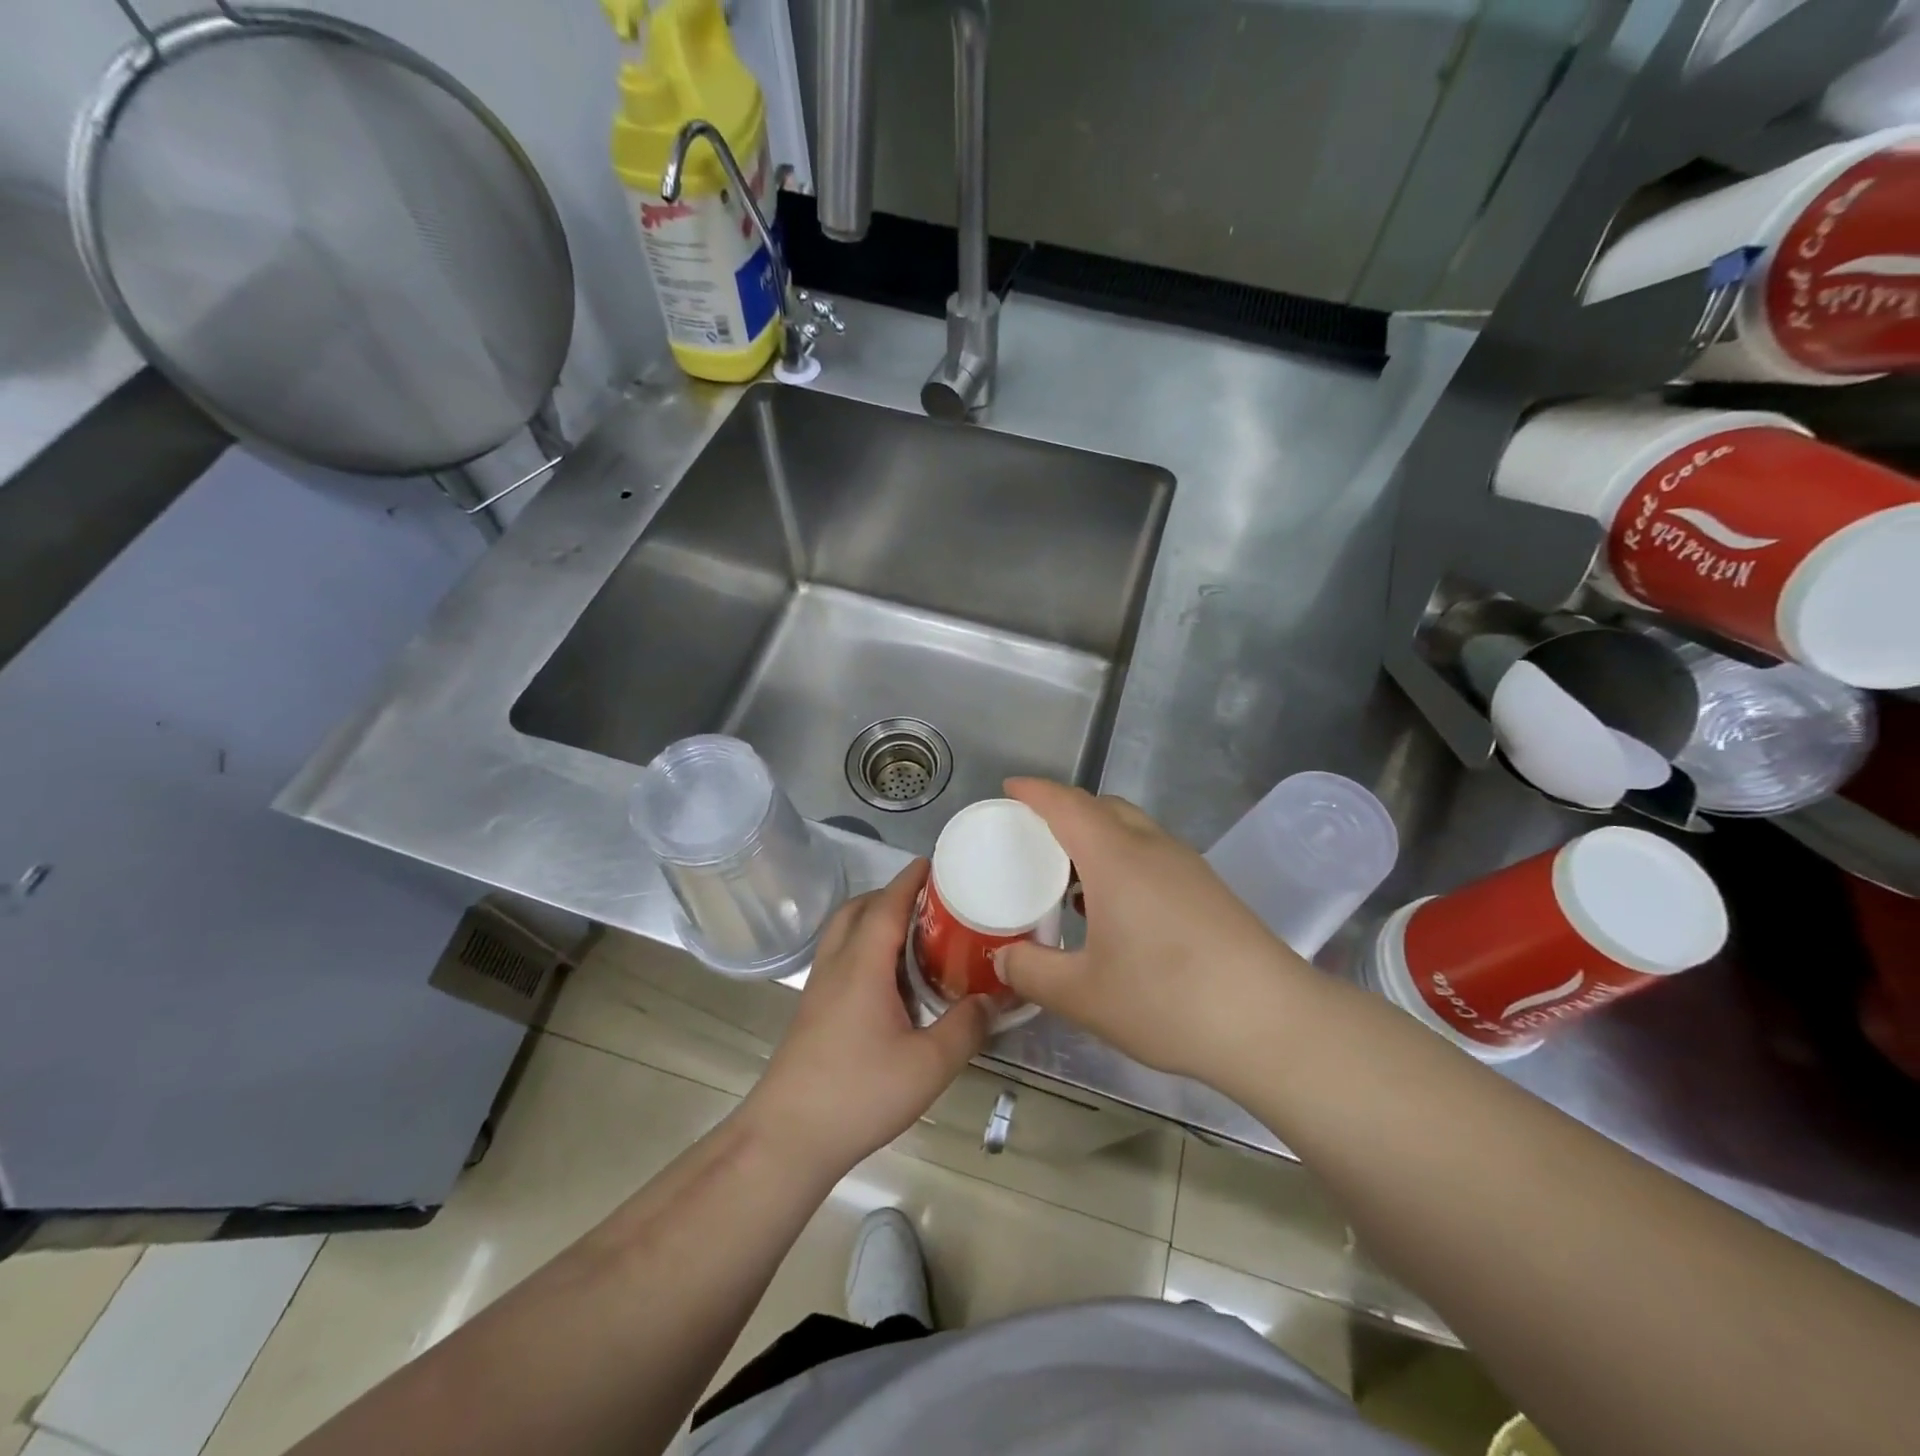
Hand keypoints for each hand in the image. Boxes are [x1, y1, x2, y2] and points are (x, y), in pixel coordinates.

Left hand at [742, 860, 991, 1176]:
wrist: (787, 1138)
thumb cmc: (858, 1093)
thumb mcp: (928, 1065)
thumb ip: (966, 1028)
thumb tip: (994, 1000)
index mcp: (862, 965)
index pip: (886, 904)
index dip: (910, 879)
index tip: (936, 862)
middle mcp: (836, 965)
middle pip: (858, 909)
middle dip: (891, 894)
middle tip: (930, 902)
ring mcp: (819, 988)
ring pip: (844, 933)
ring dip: (874, 920)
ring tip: (915, 937)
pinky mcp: (813, 1011)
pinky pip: (841, 959)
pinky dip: (865, 948)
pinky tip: (891, 982)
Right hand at [996, 778, 1310, 1081]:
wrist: (1272, 1022)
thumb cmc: (1168, 1000)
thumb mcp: (1083, 995)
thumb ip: (1033, 973)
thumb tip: (1004, 959)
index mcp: (1115, 858)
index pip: (1067, 804)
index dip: (1035, 791)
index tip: (1010, 788)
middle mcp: (1152, 847)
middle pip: (1102, 808)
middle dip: (1065, 811)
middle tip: (1034, 838)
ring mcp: (1187, 866)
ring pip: (1132, 829)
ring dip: (1097, 837)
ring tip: (1069, 877)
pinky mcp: (1209, 889)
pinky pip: (1153, 854)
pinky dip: (1123, 860)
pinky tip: (1116, 909)